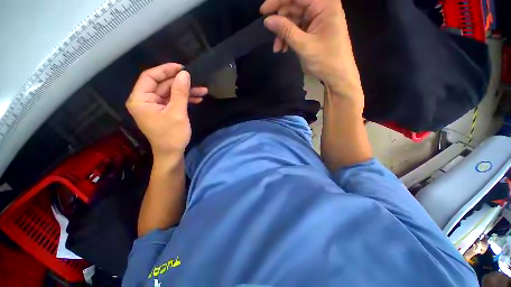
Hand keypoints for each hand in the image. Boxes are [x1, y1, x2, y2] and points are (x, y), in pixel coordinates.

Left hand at [126, 63, 207, 156]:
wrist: (172, 153)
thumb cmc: (172, 135)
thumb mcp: (177, 113)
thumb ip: (180, 92)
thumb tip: (185, 74)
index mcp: (141, 99)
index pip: (150, 77)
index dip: (165, 70)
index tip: (182, 68)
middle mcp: (145, 100)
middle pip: (162, 85)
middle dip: (181, 83)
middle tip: (197, 80)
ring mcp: (155, 106)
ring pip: (170, 92)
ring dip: (186, 91)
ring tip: (203, 91)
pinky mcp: (163, 110)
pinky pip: (173, 100)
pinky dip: (185, 99)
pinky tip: (197, 99)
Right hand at [260, 0, 362, 101]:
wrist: (338, 76)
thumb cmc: (326, 60)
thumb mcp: (304, 46)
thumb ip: (286, 31)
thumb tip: (267, 20)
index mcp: (325, 4)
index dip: (278, 0)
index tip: (262, 12)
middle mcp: (321, 6)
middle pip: (294, 5)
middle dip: (280, 21)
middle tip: (271, 36)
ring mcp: (317, 18)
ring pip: (293, 18)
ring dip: (283, 32)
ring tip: (277, 49)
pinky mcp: (314, 29)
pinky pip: (297, 28)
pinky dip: (288, 37)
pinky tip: (283, 48)